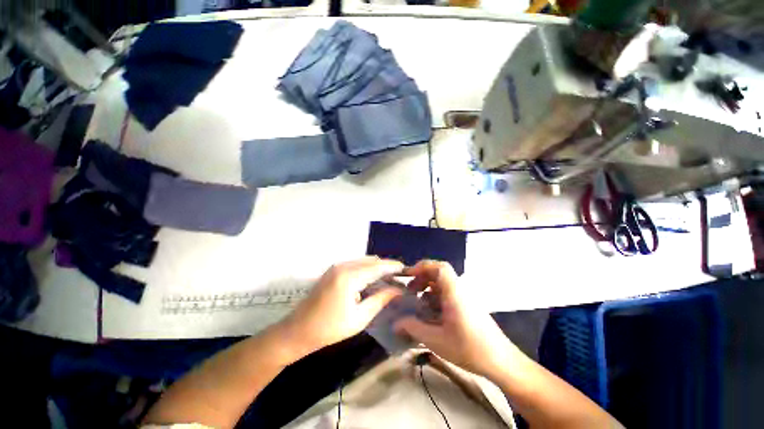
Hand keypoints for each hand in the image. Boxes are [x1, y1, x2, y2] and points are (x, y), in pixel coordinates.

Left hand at [279, 257, 403, 355]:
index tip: (406, 269)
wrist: (298, 330)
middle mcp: (343, 265)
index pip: (377, 266)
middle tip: (399, 277)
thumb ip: (380, 299)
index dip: (393, 266)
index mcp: (349, 277)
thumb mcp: (360, 318)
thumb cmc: (330, 329)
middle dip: (386, 266)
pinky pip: (356, 264)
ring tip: (389, 279)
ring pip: (364, 261)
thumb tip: (398, 290)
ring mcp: (337, 266)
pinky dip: (367, 269)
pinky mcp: (333, 270)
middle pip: (371, 260)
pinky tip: (372, 279)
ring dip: (377, 267)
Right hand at [394, 260, 516, 379]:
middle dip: (422, 278)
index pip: (439, 267)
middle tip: (410, 291)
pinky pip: (448, 294)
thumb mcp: (436, 340)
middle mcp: (460, 290)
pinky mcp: (467, 305)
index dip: (422, 267)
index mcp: (454, 292)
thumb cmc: (469, 348)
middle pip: (439, 273)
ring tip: (418, 303)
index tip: (408, 276)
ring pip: (443, 284)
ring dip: (428, 288)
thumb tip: (396, 323)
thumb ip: (414, 328)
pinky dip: (436, 298)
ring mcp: (465, 297)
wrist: (501, 362)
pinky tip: (430, 314)